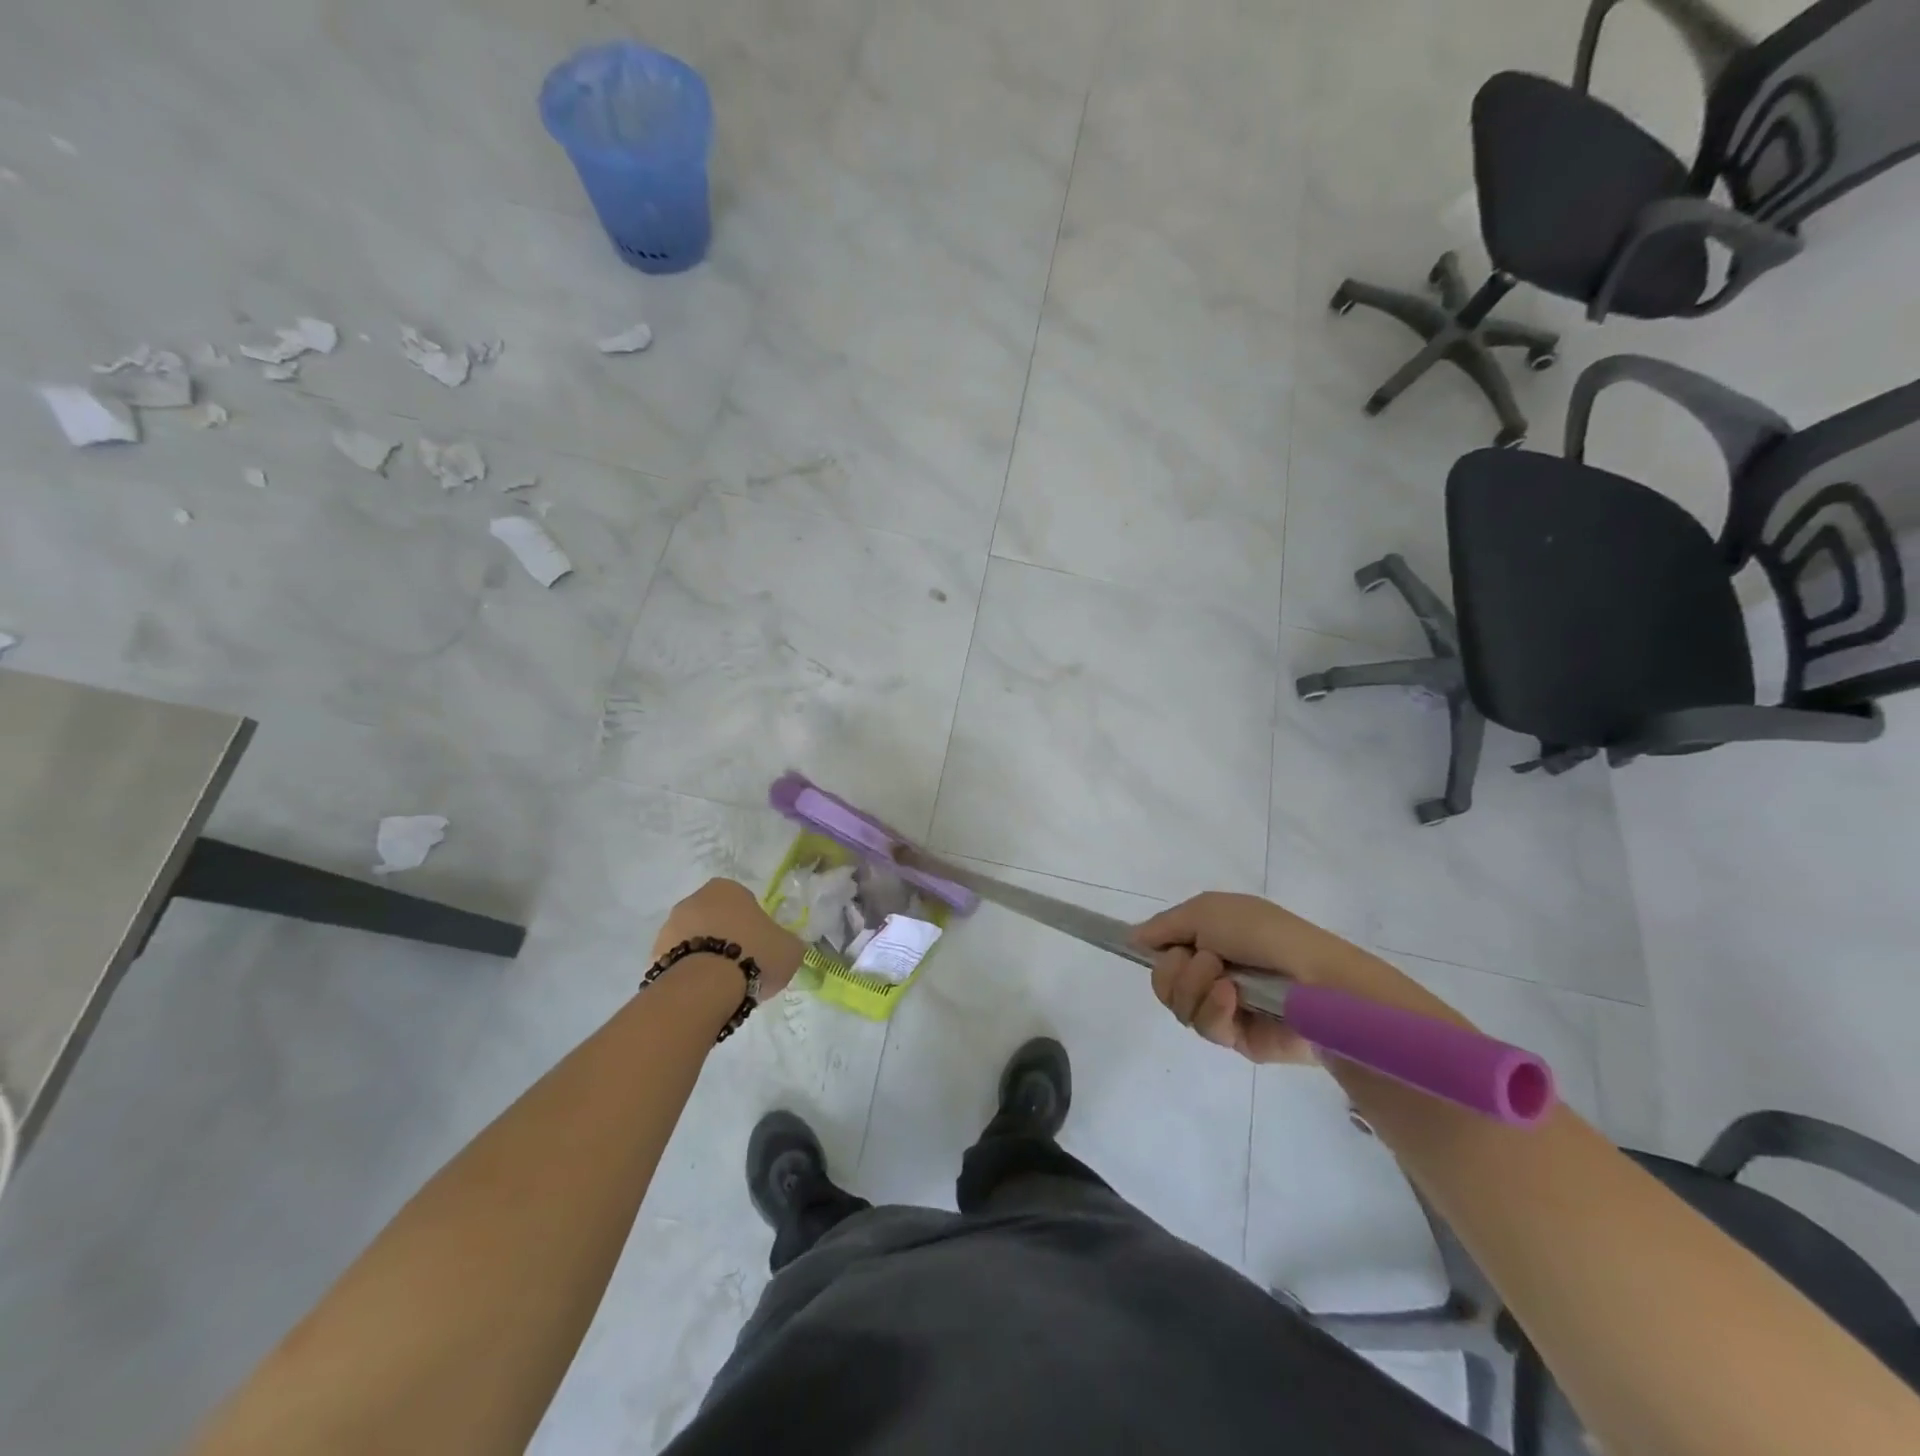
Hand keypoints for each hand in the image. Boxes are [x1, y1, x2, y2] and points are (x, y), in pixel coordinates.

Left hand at [654, 878, 805, 997]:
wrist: (705, 987)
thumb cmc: (754, 954)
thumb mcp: (790, 948)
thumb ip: (787, 942)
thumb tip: (784, 946)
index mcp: (726, 888)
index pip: (744, 902)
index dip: (754, 925)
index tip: (760, 946)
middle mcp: (693, 900)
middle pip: (715, 919)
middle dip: (726, 938)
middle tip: (743, 965)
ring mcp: (668, 928)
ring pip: (694, 941)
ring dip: (705, 956)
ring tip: (722, 987)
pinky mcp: (653, 957)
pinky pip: (678, 963)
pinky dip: (689, 975)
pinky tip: (703, 994)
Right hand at [1131, 892, 1395, 1065]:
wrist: (1315, 979)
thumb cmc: (1263, 934)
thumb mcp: (1206, 910)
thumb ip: (1164, 925)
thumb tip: (1132, 940)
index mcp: (1208, 938)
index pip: (1162, 948)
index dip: (1154, 950)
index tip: (1148, 949)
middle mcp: (1212, 971)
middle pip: (1161, 980)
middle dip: (1175, 969)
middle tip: (1205, 961)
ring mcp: (1223, 1006)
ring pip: (1177, 1004)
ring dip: (1196, 988)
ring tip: (1227, 982)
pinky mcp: (1236, 1038)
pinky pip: (1203, 1027)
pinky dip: (1214, 1010)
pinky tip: (1235, 1000)